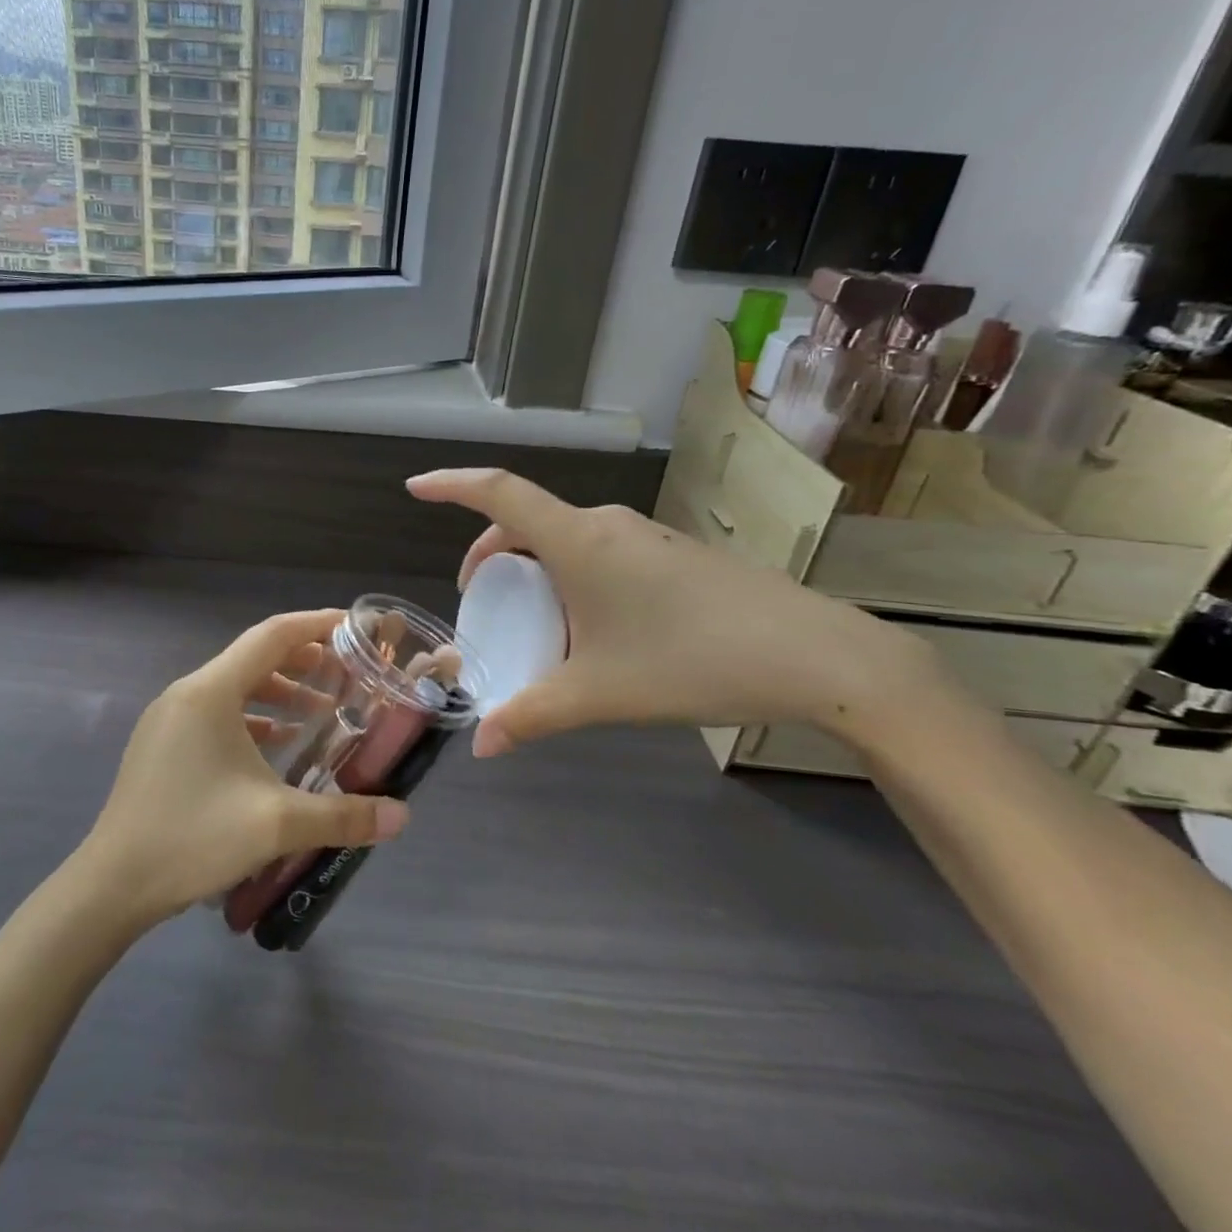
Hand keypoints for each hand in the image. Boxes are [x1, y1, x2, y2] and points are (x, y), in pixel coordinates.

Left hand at [79, 609, 410, 922]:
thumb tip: (401, 815)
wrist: (112, 885)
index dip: (317, 625)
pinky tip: (278, 744)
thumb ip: (343, 815)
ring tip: (321, 713)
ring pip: (235, 687)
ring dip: (280, 692)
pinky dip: (253, 718)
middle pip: (254, 657)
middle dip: (304, 662)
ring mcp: (170, 719)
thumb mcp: (276, 824)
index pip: (273, 636)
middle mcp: (188, 693)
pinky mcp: (163, 744)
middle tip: (347, 676)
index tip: (354, 628)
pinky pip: (217, 714)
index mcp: (211, 692)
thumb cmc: (193, 837)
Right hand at [407, 469, 935, 752]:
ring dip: (534, 567)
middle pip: (527, 520)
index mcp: (578, 541)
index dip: (451, 484)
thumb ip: (532, 715)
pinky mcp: (672, 554)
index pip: (499, 493)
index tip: (415, 487)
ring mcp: (645, 536)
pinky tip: (591, 625)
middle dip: (490, 553)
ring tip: (532, 618)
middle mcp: (607, 525)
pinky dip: (571, 574)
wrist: (816, 655)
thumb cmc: (691, 660)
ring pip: (565, 537)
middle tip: (479, 597)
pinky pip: (599, 551)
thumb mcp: (600, 693)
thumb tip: (481, 747)